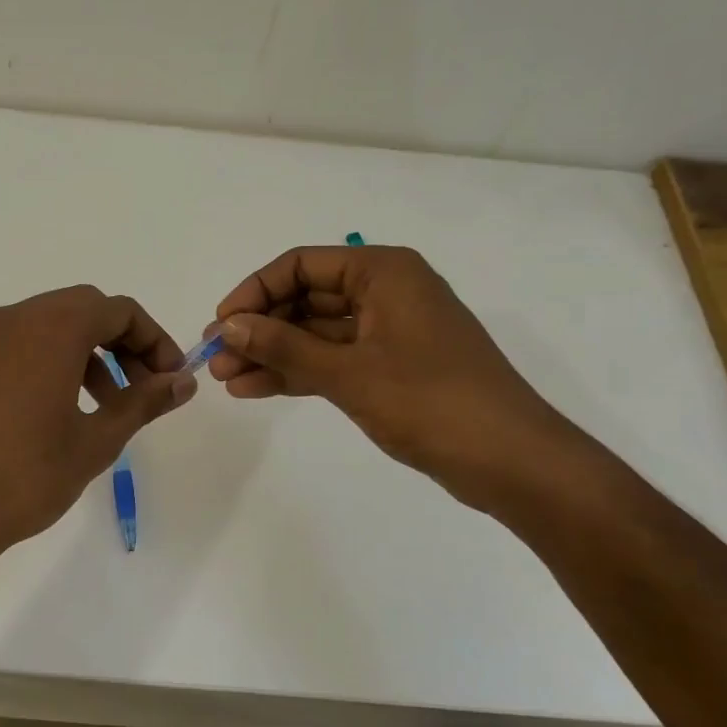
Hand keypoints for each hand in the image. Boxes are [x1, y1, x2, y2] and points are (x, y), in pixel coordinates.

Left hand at [0, 285, 197, 556]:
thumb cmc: (30, 475)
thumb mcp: (99, 439)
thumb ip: (145, 402)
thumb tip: (184, 382)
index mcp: (52, 328)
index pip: (119, 311)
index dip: (154, 340)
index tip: (170, 378)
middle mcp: (18, 318)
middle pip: (88, 309)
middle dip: (124, 343)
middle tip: (145, 388)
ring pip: (57, 323)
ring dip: (93, 351)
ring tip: (111, 404)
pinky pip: (28, 340)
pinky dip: (59, 357)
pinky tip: (70, 404)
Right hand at [210, 246, 578, 509]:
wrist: (511, 461)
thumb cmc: (431, 402)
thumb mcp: (348, 372)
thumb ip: (284, 345)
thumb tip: (228, 325)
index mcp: (384, 271)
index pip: (301, 265)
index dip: (254, 291)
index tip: (221, 324)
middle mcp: (386, 291)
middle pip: (306, 298)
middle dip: (259, 328)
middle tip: (216, 358)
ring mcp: (389, 331)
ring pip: (316, 333)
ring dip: (272, 353)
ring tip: (226, 380)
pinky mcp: (391, 367)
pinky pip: (333, 359)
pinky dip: (298, 372)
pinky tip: (256, 389)